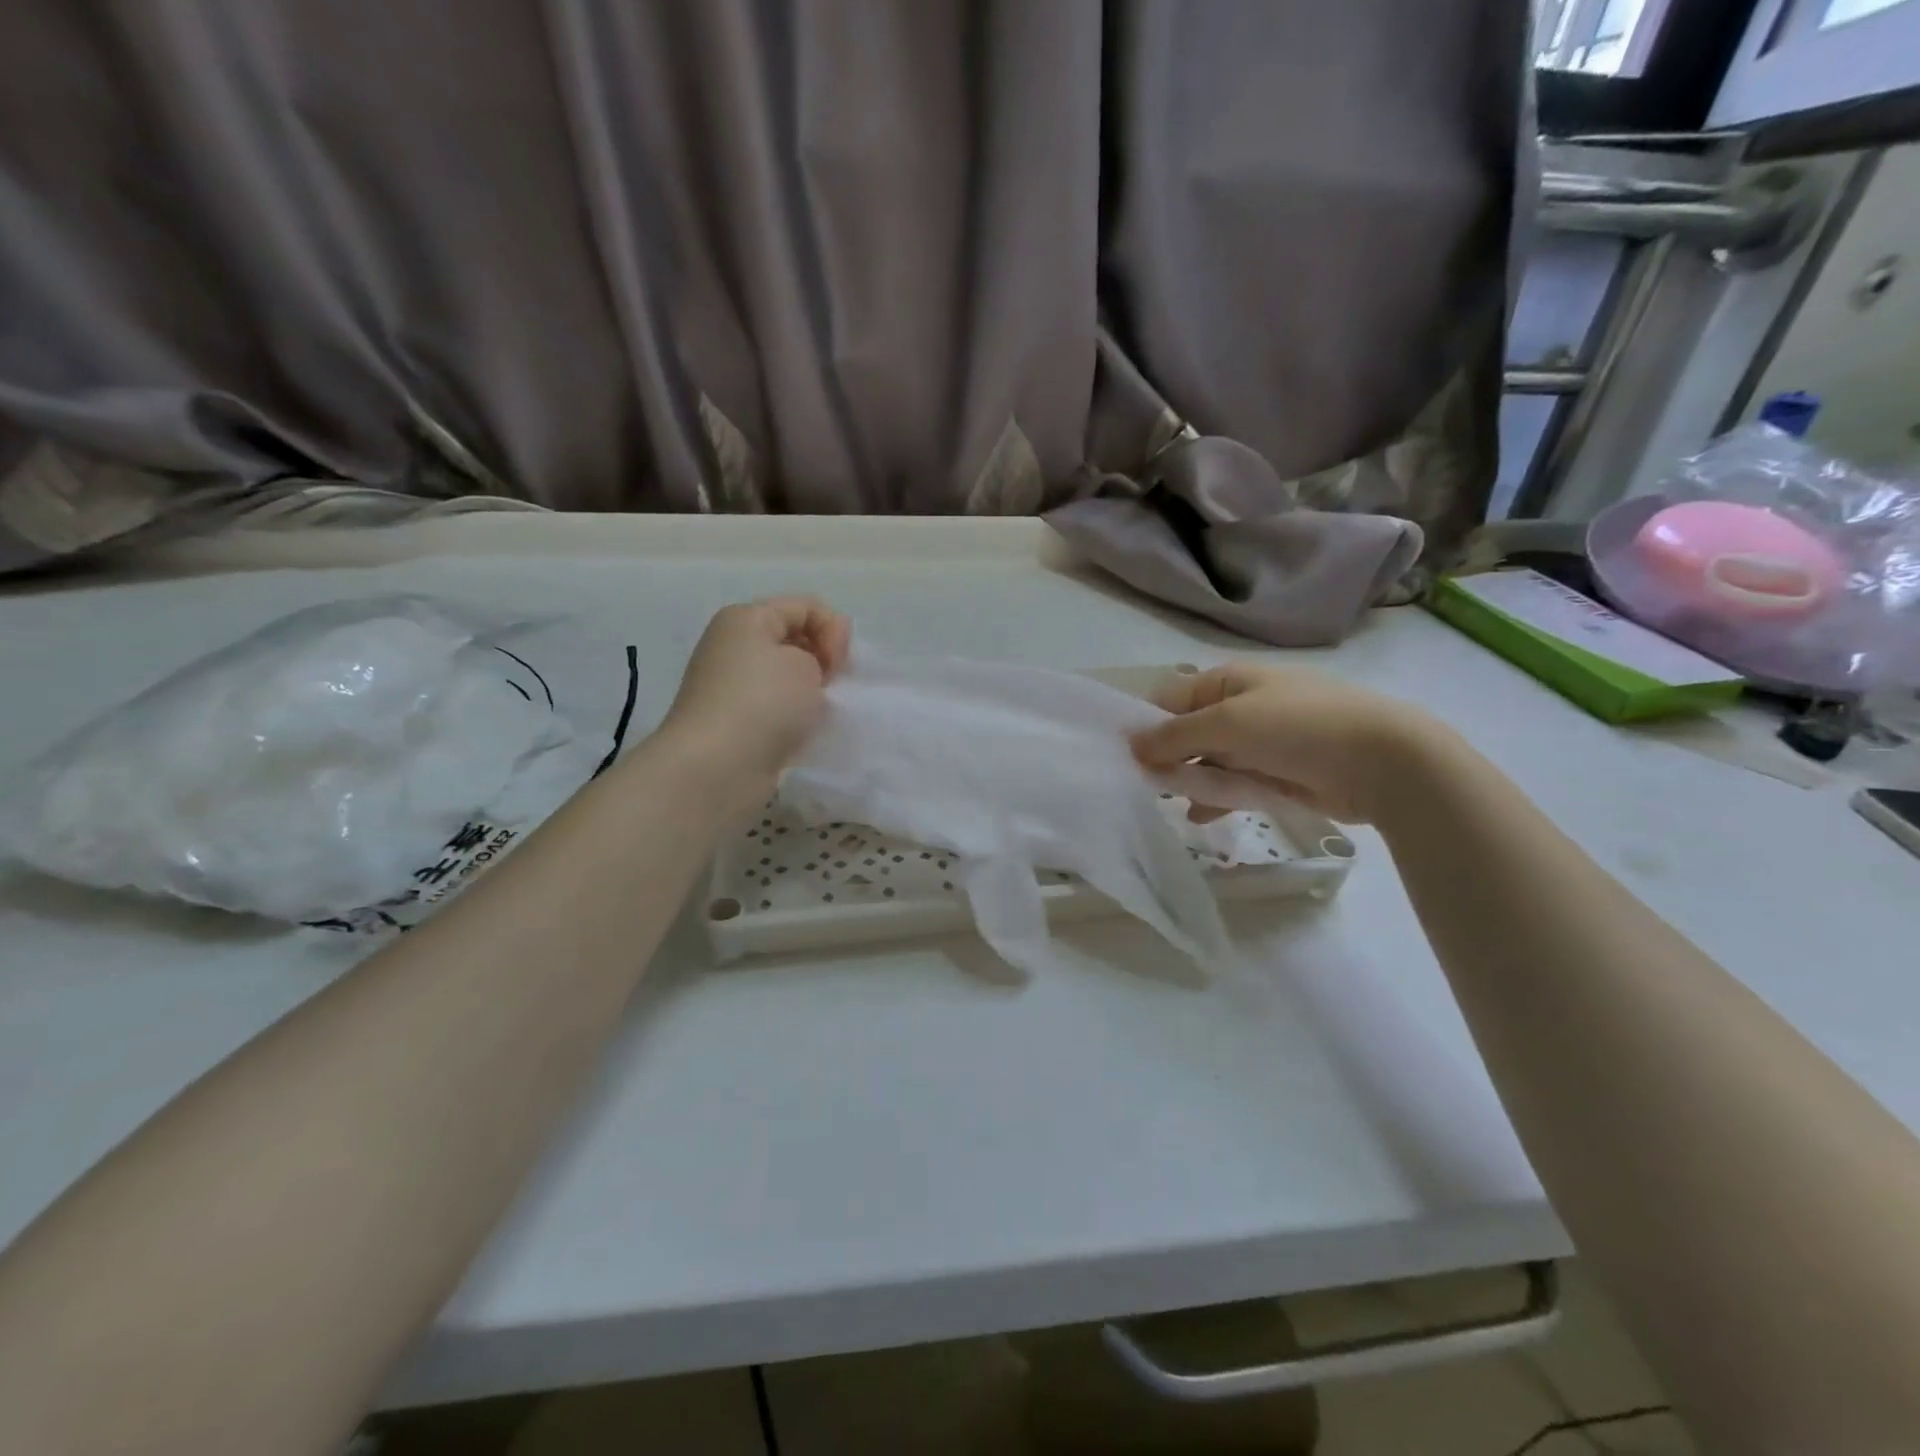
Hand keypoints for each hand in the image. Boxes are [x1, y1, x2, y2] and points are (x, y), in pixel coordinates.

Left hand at [655, 597, 850, 808]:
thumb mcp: (805, 662)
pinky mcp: (735, 722)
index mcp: (745, 619)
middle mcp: (732, 646)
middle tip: (830, 687)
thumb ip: (821, 650)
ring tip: (816, 712)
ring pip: (786, 676)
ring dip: (809, 692)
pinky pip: (776, 707)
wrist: (716, 767)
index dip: (833, 630)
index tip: (839, 665)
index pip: (806, 607)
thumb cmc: (763, 703)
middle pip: (794, 639)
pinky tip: (800, 731)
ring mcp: (731, 686)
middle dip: (822, 659)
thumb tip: (808, 669)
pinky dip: (793, 717)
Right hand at [1130, 662, 1440, 824]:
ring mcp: (1259, 742)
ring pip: (1207, 762)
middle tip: (1138, 788)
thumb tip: (1131, 745)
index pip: (1168, 700)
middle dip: (1164, 759)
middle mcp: (1239, 708)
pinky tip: (1198, 817)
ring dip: (1187, 781)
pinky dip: (1215, 798)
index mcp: (1226, 682)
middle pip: (1185, 734)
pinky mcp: (1276, 774)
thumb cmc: (1299, 728)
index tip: (1121, 759)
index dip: (1143, 727)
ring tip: (1167, 805)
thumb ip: (1175, 736)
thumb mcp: (1228, 723)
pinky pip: (1233, 784)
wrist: (1384, 761)